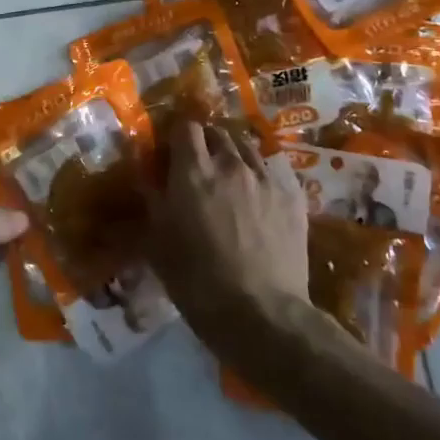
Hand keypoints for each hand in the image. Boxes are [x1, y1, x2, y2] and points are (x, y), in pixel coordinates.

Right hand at [148, 120, 308, 328]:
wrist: (261, 313)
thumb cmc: (197, 280)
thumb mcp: (157, 241)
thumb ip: (152, 200)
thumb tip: (145, 175)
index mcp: (193, 171)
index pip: (186, 127)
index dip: (178, 135)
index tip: (172, 150)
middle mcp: (230, 164)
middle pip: (218, 132)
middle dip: (206, 142)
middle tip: (199, 165)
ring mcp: (266, 178)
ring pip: (247, 148)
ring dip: (234, 155)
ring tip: (230, 177)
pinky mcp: (293, 197)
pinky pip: (274, 171)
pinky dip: (260, 176)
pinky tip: (258, 196)